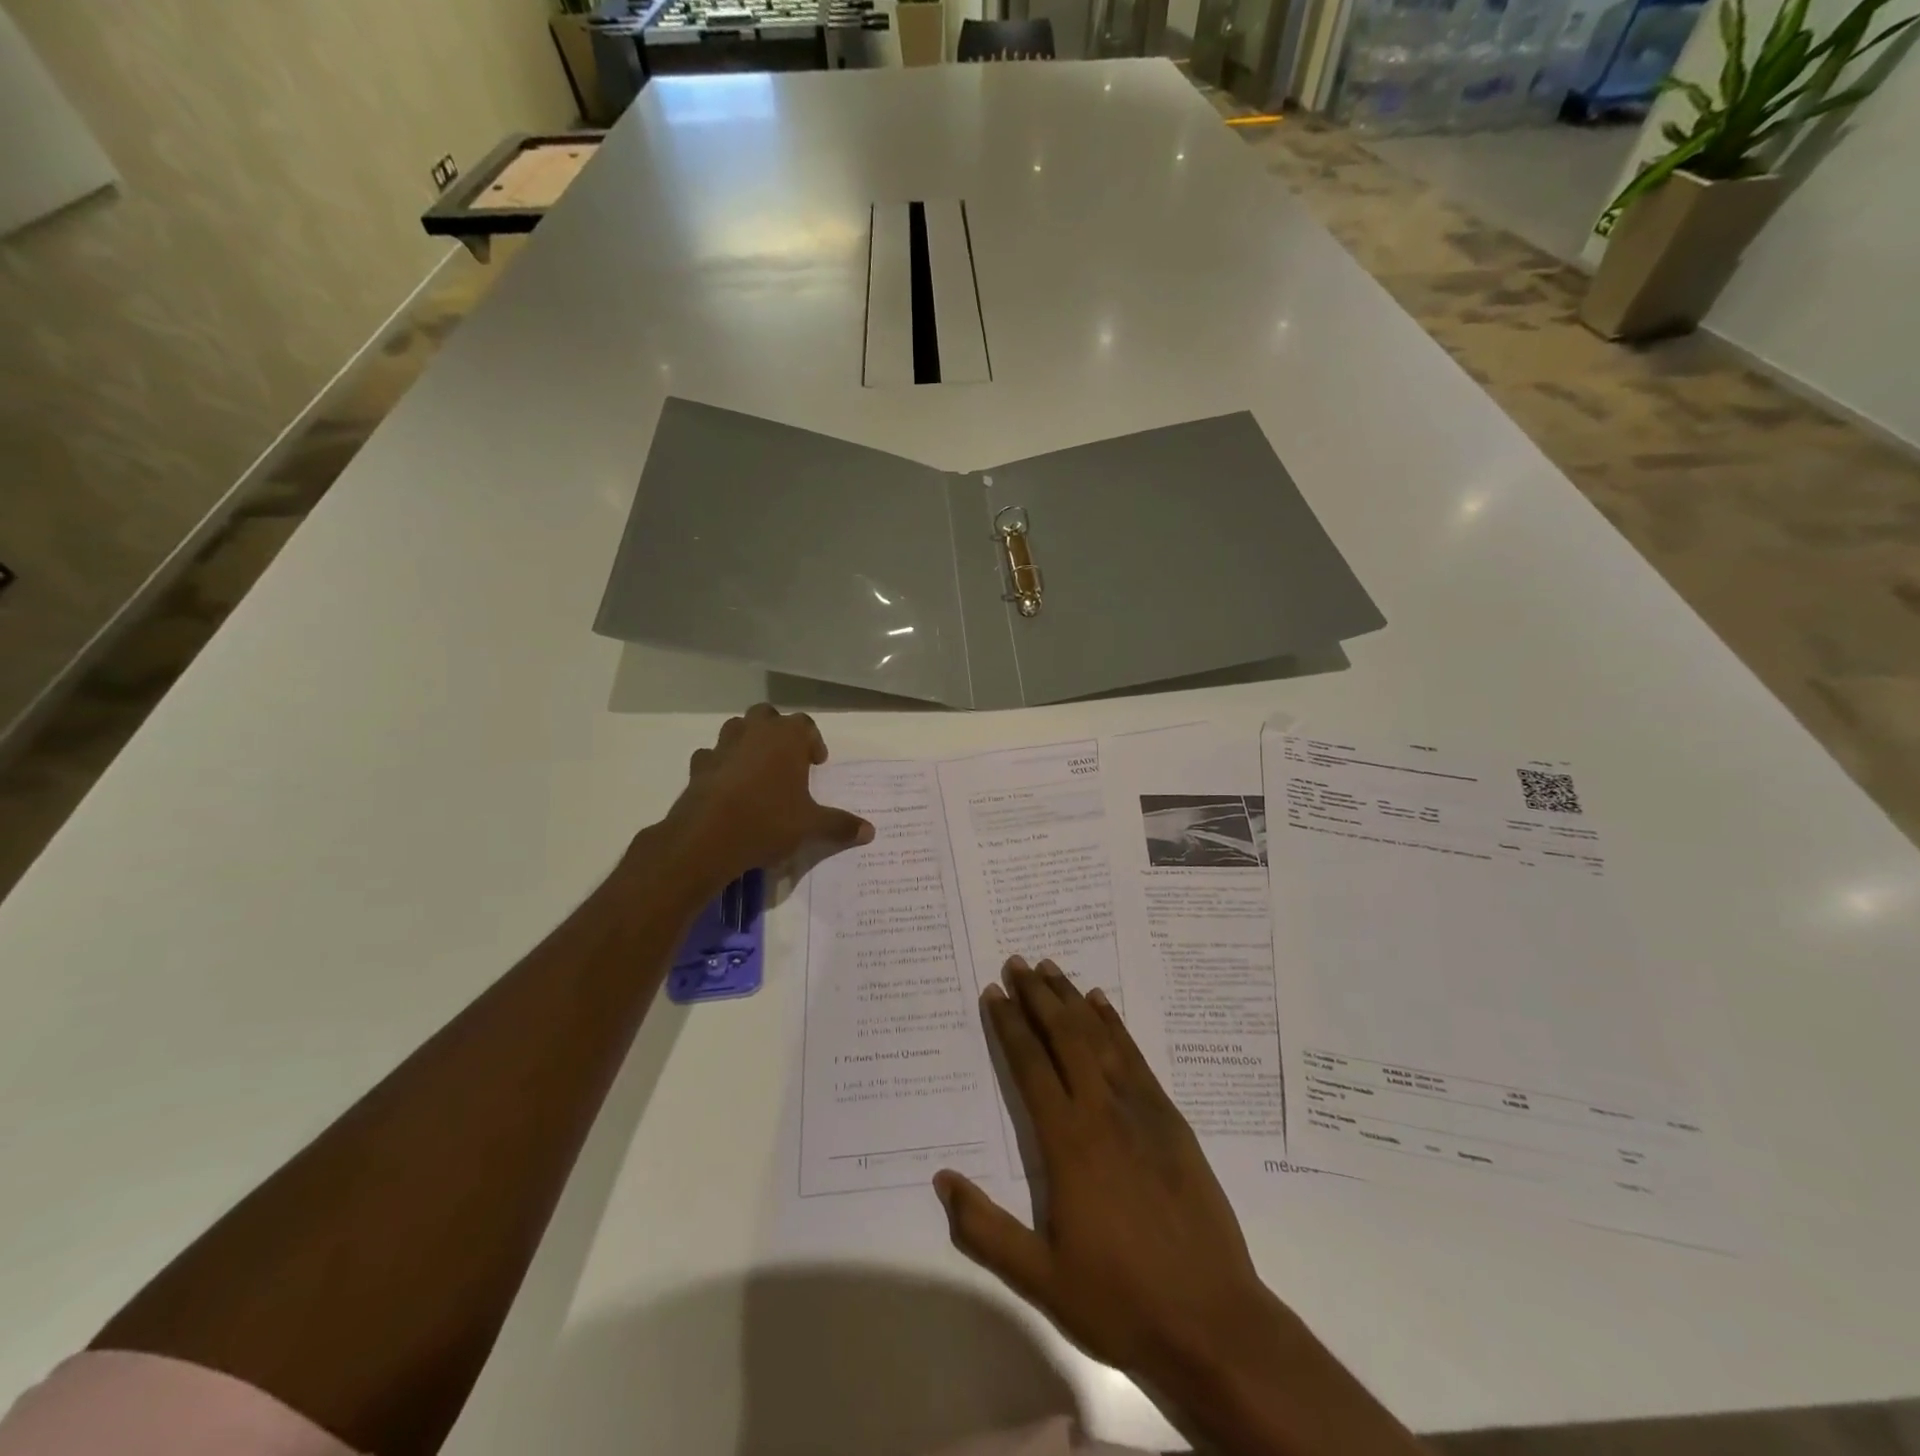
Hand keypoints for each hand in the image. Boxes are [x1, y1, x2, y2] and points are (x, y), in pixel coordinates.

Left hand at [661, 704, 873, 890]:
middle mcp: (754, 731)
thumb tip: (870, 832)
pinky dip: (721, 765)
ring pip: (737, 729)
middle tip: (787, 760)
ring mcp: (723, 746)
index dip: (813, 742)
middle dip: (778, 732)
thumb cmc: (769, 821)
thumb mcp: (811, 826)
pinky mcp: (699, 766)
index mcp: (787, 737)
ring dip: (748, 742)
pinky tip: (728, 786)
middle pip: (767, 716)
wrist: (708, 837)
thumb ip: (840, 825)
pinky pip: (713, 756)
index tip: (817, 764)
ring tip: (758, 770)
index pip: (805, 725)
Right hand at [932, 958, 1279, 1386]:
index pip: (1030, 1066)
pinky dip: (1114, 1024)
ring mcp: (1141, 1110)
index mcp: (1067, 1142)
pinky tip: (1102, 1004)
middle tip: (1018, 962)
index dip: (1009, 1025)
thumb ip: (985, 1230)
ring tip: (1052, 968)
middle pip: (1064, 1036)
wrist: (1213, 1321)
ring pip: (1099, 1037)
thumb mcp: (1040, 1279)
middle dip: (1038, 996)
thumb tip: (942, 1180)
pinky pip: (1135, 1056)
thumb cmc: (1120, 1300)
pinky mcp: (1171, 1119)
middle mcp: (1102, 1111)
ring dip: (1073, 999)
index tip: (994, 992)